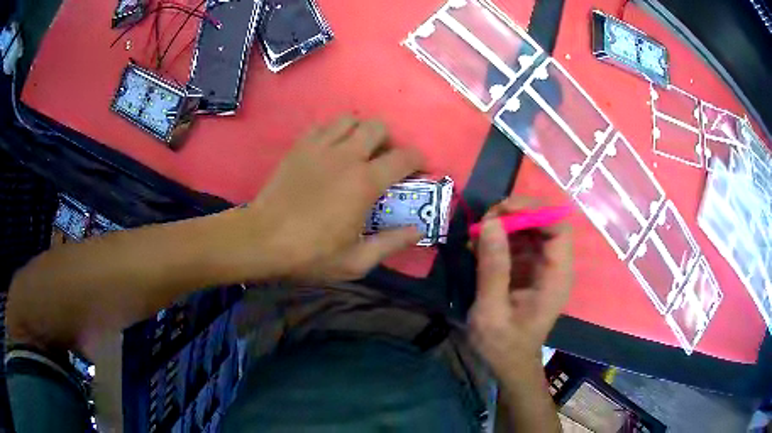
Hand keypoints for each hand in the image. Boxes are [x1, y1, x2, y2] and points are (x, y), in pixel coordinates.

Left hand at [243, 115, 424, 281]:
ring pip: (350, 119)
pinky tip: (330, 151)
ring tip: (357, 152)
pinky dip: (334, 132)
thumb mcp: (356, 261)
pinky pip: (323, 125)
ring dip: (361, 132)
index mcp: (365, 182)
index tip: (420, 170)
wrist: (262, 240)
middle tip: (384, 161)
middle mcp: (346, 155)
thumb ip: (392, 243)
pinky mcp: (299, 146)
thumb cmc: (310, 254)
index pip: (404, 157)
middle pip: (378, 126)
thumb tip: (418, 230)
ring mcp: (319, 147)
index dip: (419, 160)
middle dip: (389, 141)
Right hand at [469, 197, 572, 377]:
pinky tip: (477, 247)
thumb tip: (490, 223)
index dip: (534, 211)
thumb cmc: (503, 345)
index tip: (501, 211)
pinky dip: (497, 239)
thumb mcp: (492, 311)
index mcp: (556, 276)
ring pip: (529, 229)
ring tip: (475, 234)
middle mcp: (554, 266)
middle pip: (544, 223)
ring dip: (503, 224)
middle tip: (483, 221)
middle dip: (514, 214)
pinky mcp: (528, 269)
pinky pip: (517, 242)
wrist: (508, 364)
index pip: (559, 228)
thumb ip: (493, 268)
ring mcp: (541, 266)